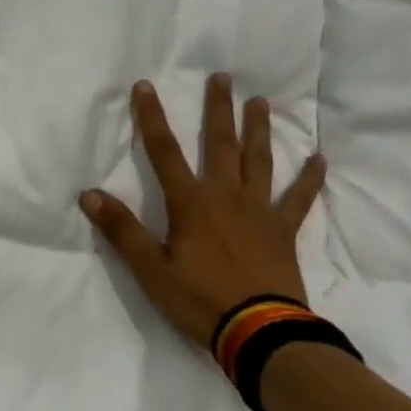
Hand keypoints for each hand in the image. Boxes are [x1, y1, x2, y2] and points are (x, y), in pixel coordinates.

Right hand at [80, 75, 326, 349]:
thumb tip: (90, 194)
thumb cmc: (201, 301)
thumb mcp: (151, 270)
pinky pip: (299, 198)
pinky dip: (309, 179)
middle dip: (217, 109)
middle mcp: (226, 196)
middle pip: (219, 144)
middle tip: (222, 77)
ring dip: (258, 129)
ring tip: (259, 101)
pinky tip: (320, 159)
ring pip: (258, 160)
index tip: (145, 85)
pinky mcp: (284, 230)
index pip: (164, 152)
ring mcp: (259, 210)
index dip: (151, 117)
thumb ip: (122, 231)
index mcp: (191, 204)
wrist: (260, 333)